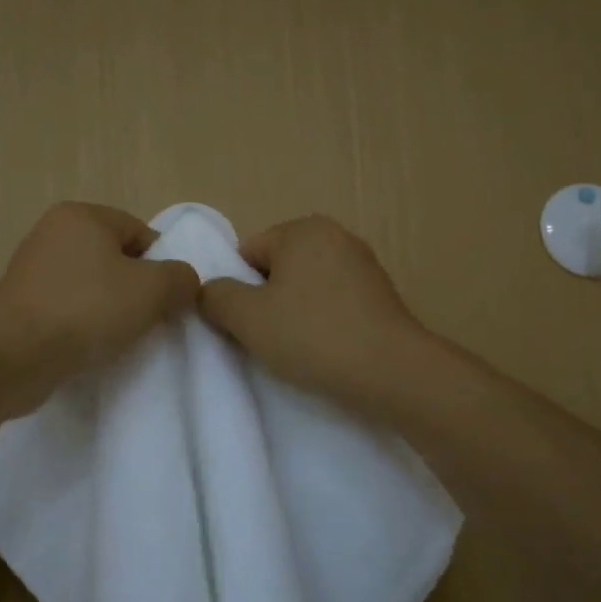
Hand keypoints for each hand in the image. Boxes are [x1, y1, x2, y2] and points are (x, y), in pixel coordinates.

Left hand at [0, 202, 199, 413]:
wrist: (15, 356)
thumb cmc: (87, 310)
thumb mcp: (152, 290)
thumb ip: (181, 278)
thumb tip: (184, 281)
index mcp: (82, 215)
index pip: (140, 232)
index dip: (162, 265)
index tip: (167, 299)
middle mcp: (52, 233)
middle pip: (116, 259)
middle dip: (136, 289)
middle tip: (148, 320)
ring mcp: (32, 270)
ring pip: (92, 286)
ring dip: (110, 310)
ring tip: (119, 337)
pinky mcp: (21, 304)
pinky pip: (68, 308)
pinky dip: (83, 325)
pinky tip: (90, 347)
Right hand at [198, 214, 429, 415]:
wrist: (391, 372)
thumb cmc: (312, 336)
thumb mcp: (246, 318)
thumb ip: (215, 297)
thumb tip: (209, 291)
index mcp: (302, 229)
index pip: (246, 253)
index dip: (236, 290)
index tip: (243, 324)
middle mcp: (335, 235)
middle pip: (276, 268)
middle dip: (265, 301)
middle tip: (265, 338)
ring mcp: (363, 265)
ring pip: (305, 288)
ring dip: (292, 314)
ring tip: (296, 348)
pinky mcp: (380, 295)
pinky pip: (333, 303)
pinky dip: (321, 322)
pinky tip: (323, 350)